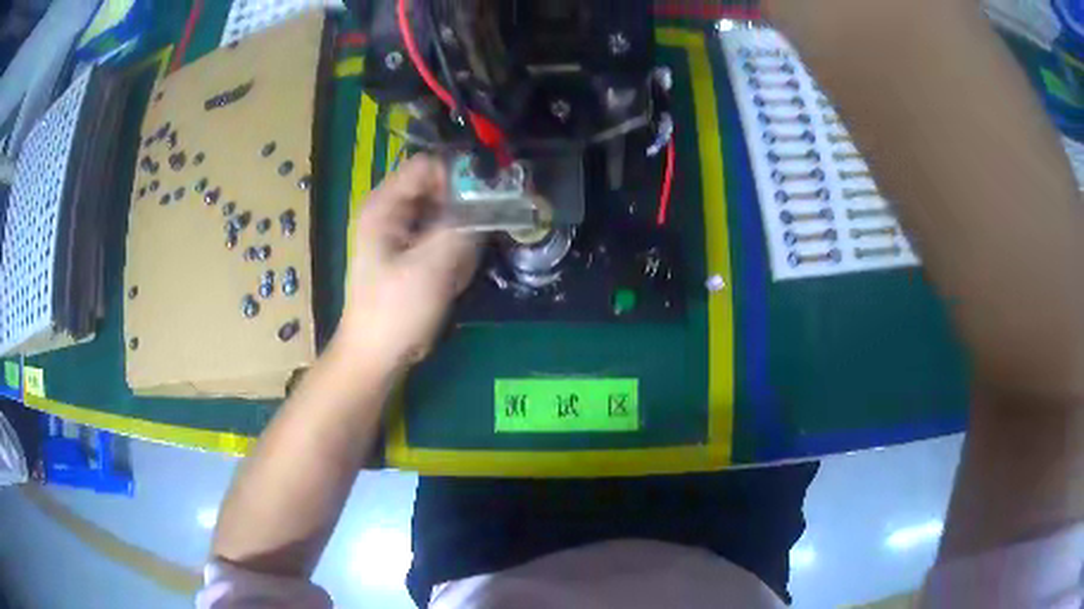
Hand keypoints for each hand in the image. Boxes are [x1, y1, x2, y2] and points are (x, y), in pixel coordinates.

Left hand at [334, 154, 479, 374]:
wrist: (378, 355)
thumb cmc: (395, 311)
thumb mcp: (431, 268)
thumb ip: (462, 228)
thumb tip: (493, 200)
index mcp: (385, 206)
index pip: (428, 166)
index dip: (457, 177)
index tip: (484, 201)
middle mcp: (393, 211)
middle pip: (441, 190)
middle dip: (463, 214)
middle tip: (472, 242)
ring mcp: (404, 233)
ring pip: (448, 216)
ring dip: (461, 240)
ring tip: (455, 271)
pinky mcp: (415, 252)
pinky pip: (446, 238)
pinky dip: (456, 255)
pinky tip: (451, 280)